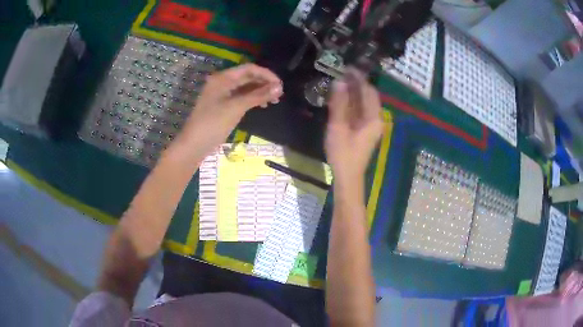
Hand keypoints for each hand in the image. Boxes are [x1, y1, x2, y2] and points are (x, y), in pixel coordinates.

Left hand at [177, 63, 282, 153]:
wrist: (194, 145)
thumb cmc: (213, 124)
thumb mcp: (236, 107)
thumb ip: (258, 95)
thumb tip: (279, 87)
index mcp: (223, 78)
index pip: (249, 69)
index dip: (266, 74)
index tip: (280, 85)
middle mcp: (222, 82)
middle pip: (247, 77)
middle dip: (264, 83)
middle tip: (279, 95)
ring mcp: (222, 94)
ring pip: (245, 87)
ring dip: (259, 91)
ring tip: (273, 101)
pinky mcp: (222, 105)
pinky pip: (240, 97)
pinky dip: (252, 99)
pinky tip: (261, 105)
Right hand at [325, 69, 383, 183]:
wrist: (348, 177)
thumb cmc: (343, 153)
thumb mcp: (338, 127)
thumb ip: (339, 104)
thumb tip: (339, 82)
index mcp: (373, 118)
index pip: (369, 92)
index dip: (359, 78)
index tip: (347, 68)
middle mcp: (375, 120)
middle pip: (368, 97)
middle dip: (357, 84)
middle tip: (342, 72)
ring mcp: (370, 126)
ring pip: (363, 104)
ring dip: (353, 93)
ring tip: (340, 82)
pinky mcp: (364, 131)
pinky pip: (359, 112)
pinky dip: (351, 103)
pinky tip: (341, 98)